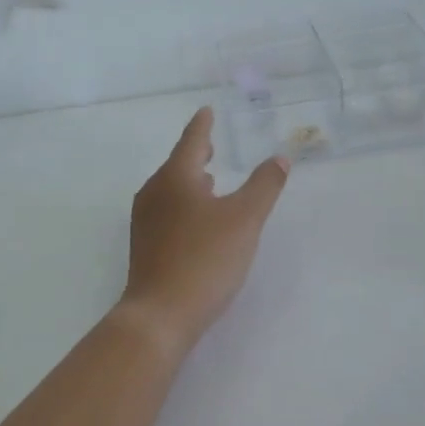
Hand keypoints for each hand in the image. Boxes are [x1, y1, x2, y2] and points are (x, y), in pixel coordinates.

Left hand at [119, 107, 290, 354]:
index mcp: (175, 178)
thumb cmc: (204, 259)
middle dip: (195, 153)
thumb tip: (279, 159)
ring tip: (209, 179)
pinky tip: (197, 219)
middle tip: (210, 143)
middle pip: (177, 164)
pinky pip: (166, 211)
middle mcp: (154, 193)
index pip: (191, 141)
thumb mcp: (245, 219)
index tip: (206, 111)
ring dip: (190, 180)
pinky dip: (184, 203)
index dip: (202, 126)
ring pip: (170, 189)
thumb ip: (264, 186)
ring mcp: (145, 221)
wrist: (160, 314)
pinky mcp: (145, 246)